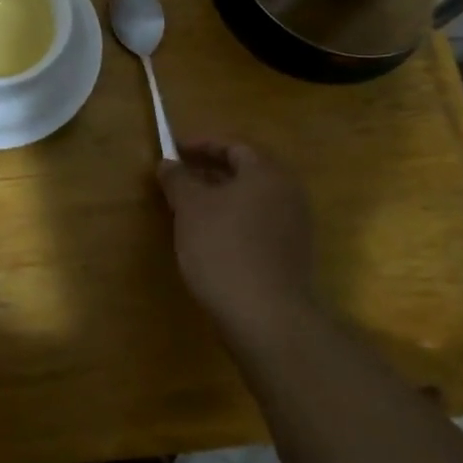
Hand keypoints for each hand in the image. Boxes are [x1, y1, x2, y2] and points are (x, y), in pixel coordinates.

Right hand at [157, 138, 315, 339]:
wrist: (266, 317)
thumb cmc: (223, 248)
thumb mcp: (190, 207)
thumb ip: (178, 179)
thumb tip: (168, 163)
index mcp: (266, 173)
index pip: (233, 146)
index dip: (201, 145)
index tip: (174, 151)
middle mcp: (287, 194)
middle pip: (245, 172)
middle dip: (209, 172)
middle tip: (178, 179)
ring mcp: (294, 227)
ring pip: (251, 200)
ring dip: (220, 199)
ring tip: (187, 209)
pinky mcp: (291, 256)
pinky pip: (258, 225)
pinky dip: (233, 222)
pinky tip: (209, 239)